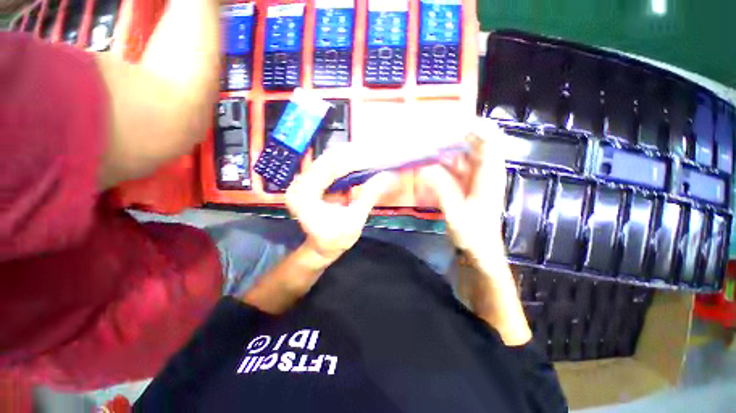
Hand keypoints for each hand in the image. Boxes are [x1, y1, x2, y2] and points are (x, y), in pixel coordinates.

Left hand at [286, 144, 398, 266]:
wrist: (321, 249)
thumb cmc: (335, 240)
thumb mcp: (354, 220)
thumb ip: (369, 196)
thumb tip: (389, 176)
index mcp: (305, 194)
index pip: (330, 165)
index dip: (355, 157)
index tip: (377, 154)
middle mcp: (300, 183)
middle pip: (329, 159)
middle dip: (356, 154)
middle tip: (379, 152)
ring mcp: (304, 181)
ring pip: (330, 160)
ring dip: (352, 157)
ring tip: (373, 156)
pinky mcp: (311, 182)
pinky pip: (330, 166)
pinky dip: (347, 164)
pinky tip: (362, 163)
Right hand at [418, 120, 507, 261]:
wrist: (479, 251)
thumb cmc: (473, 235)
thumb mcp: (456, 213)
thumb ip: (442, 188)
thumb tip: (425, 167)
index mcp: (489, 175)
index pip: (489, 140)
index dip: (475, 126)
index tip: (452, 119)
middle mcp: (484, 172)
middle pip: (473, 144)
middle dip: (454, 135)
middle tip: (430, 130)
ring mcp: (473, 178)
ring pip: (460, 155)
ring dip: (444, 149)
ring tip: (424, 143)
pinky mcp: (464, 185)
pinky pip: (452, 168)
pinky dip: (440, 163)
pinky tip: (426, 162)